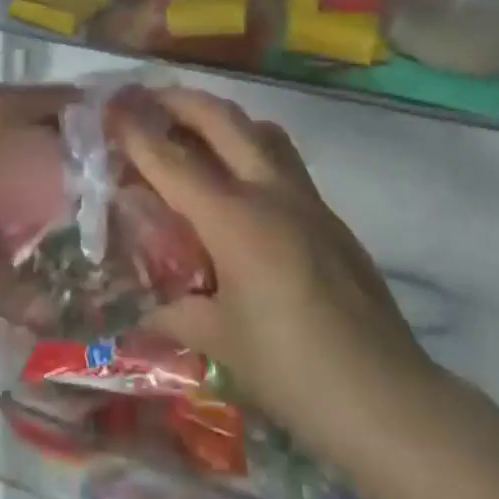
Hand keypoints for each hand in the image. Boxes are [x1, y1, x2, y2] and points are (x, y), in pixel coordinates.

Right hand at [116, 88, 434, 471]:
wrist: (387, 399)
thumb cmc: (293, 373)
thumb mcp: (221, 343)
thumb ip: (177, 312)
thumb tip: (146, 308)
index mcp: (236, 221)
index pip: (174, 160)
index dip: (137, 131)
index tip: (111, 106)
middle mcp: (271, 193)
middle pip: (222, 119)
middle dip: (180, 100)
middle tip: (147, 99)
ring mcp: (307, 199)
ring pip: (261, 130)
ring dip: (222, 119)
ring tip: (193, 131)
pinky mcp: (329, 216)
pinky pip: (283, 161)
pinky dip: (251, 150)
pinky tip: (239, 187)